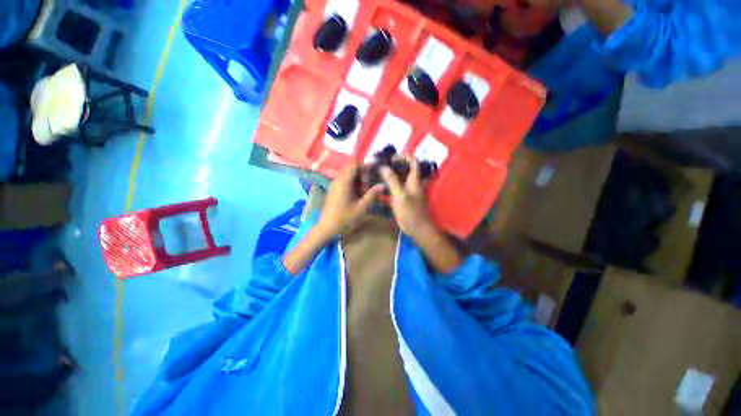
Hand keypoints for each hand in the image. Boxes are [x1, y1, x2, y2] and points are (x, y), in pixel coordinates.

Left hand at [317, 163, 382, 237]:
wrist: (327, 228)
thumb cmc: (344, 219)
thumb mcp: (361, 208)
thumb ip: (372, 195)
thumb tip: (382, 185)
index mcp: (343, 182)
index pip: (354, 164)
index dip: (365, 166)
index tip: (373, 174)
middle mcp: (337, 180)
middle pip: (351, 169)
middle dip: (362, 175)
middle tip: (368, 187)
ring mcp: (334, 185)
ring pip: (348, 175)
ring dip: (358, 181)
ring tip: (364, 193)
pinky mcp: (333, 191)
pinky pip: (344, 181)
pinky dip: (352, 185)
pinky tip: (357, 197)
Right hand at [381, 157, 434, 238]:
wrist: (417, 230)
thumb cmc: (411, 212)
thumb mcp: (400, 196)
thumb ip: (392, 181)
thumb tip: (383, 167)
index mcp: (414, 180)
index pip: (413, 161)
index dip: (404, 156)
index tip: (391, 158)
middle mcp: (411, 184)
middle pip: (404, 170)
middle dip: (392, 166)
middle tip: (379, 166)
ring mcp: (406, 192)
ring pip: (397, 180)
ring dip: (388, 177)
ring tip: (376, 175)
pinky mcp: (402, 200)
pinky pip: (394, 190)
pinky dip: (386, 188)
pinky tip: (377, 189)